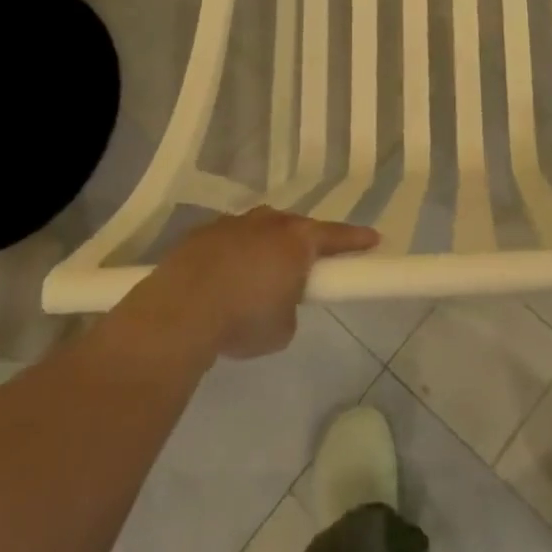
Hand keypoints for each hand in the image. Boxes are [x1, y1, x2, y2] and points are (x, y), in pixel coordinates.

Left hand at [153, 207, 378, 357]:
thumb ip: (290, 307)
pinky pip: (228, 242)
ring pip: (258, 230)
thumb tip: (277, 301)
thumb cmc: (242, 319)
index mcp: (297, 240)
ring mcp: (232, 224)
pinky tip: (221, 281)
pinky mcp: (200, 234)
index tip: (373, 240)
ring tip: (256, 278)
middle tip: (303, 267)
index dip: (356, 240)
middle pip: (295, 228)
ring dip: (263, 248)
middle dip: (302, 244)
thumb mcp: (282, 329)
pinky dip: (232, 256)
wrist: (179, 312)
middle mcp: (268, 223)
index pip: (337, 236)